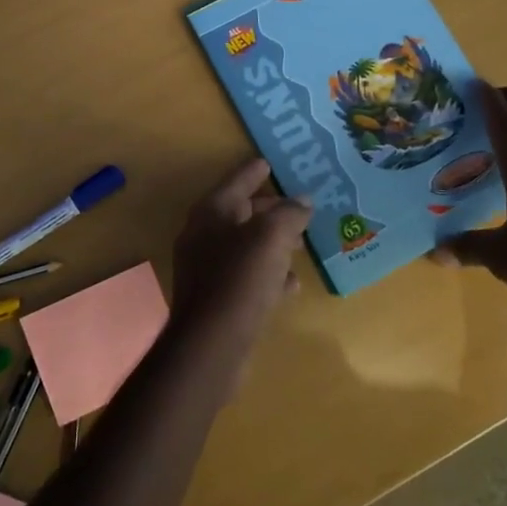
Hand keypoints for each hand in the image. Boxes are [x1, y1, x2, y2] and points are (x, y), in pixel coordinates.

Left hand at [169, 158, 311, 348]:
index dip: (254, 171)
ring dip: (272, 244)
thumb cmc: (240, 279)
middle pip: (240, 213)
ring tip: (300, 246)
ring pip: (245, 246)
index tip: (269, 161)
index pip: (236, 181)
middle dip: (270, 210)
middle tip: (298, 208)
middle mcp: (203, 235)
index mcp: (211, 212)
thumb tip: (302, 201)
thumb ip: (288, 214)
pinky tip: (290, 284)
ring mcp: (207, 268)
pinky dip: (268, 274)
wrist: (211, 343)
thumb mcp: (270, 238)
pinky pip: (246, 276)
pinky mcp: (216, 298)